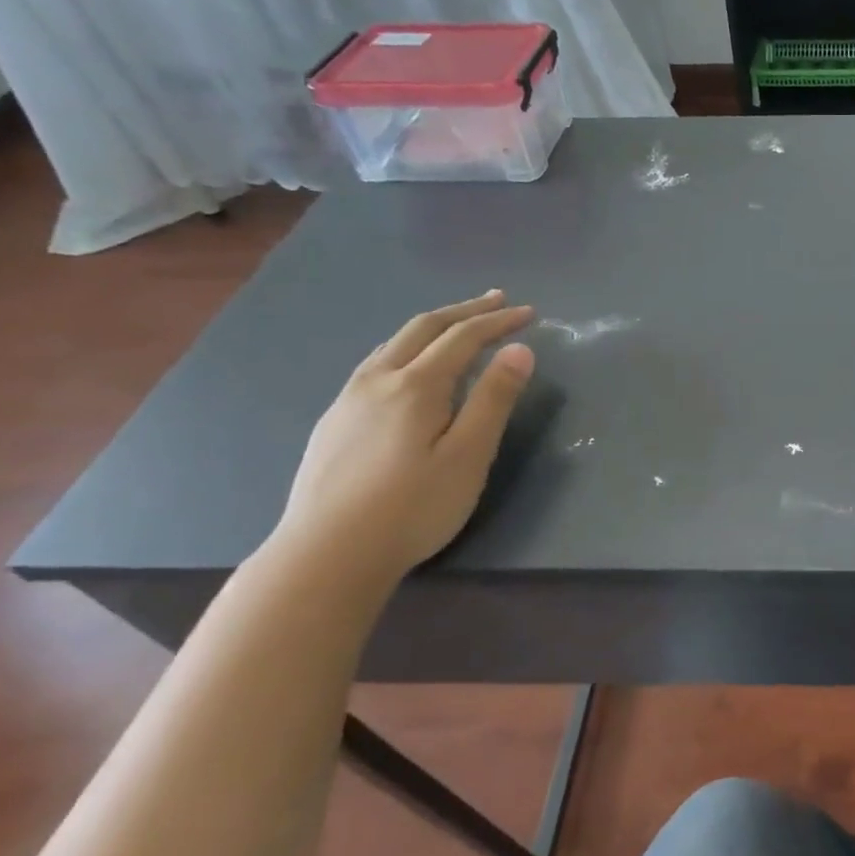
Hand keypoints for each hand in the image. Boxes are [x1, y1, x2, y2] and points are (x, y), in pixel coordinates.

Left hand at [271, 291, 535, 579]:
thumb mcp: (468, 455)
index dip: (498, 321)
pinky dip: (407, 348)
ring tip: (457, 326)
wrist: (325, 556)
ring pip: (393, 344)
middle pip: (424, 328)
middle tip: (497, 299)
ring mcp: (348, 400)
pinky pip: (376, 365)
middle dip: (464, 310)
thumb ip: (494, 399)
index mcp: (416, 385)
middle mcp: (378, 380)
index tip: (529, 312)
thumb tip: (519, 350)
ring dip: (432, 326)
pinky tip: (409, 369)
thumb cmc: (412, 508)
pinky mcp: (334, 423)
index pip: (463, 337)